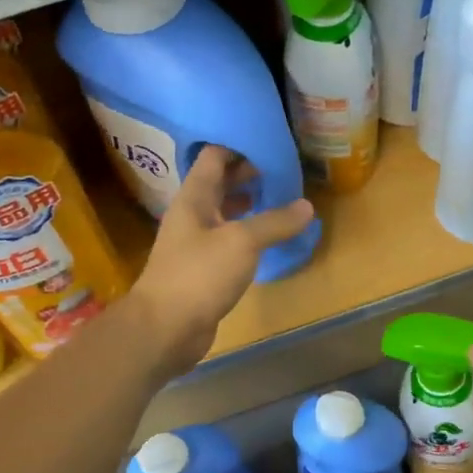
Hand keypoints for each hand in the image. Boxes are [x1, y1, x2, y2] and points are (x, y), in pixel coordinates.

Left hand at [129, 146, 313, 375]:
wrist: (165, 328)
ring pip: (224, 214)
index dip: (240, 146)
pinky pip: (227, 242)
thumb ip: (274, 222)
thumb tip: (307, 206)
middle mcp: (192, 215)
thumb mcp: (242, 242)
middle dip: (249, 175)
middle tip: (284, 172)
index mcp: (194, 198)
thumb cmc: (198, 275)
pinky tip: (268, 240)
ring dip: (249, 205)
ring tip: (281, 201)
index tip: (272, 143)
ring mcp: (195, 244)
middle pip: (219, 184)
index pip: (214, 157)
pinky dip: (247, 236)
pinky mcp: (202, 270)